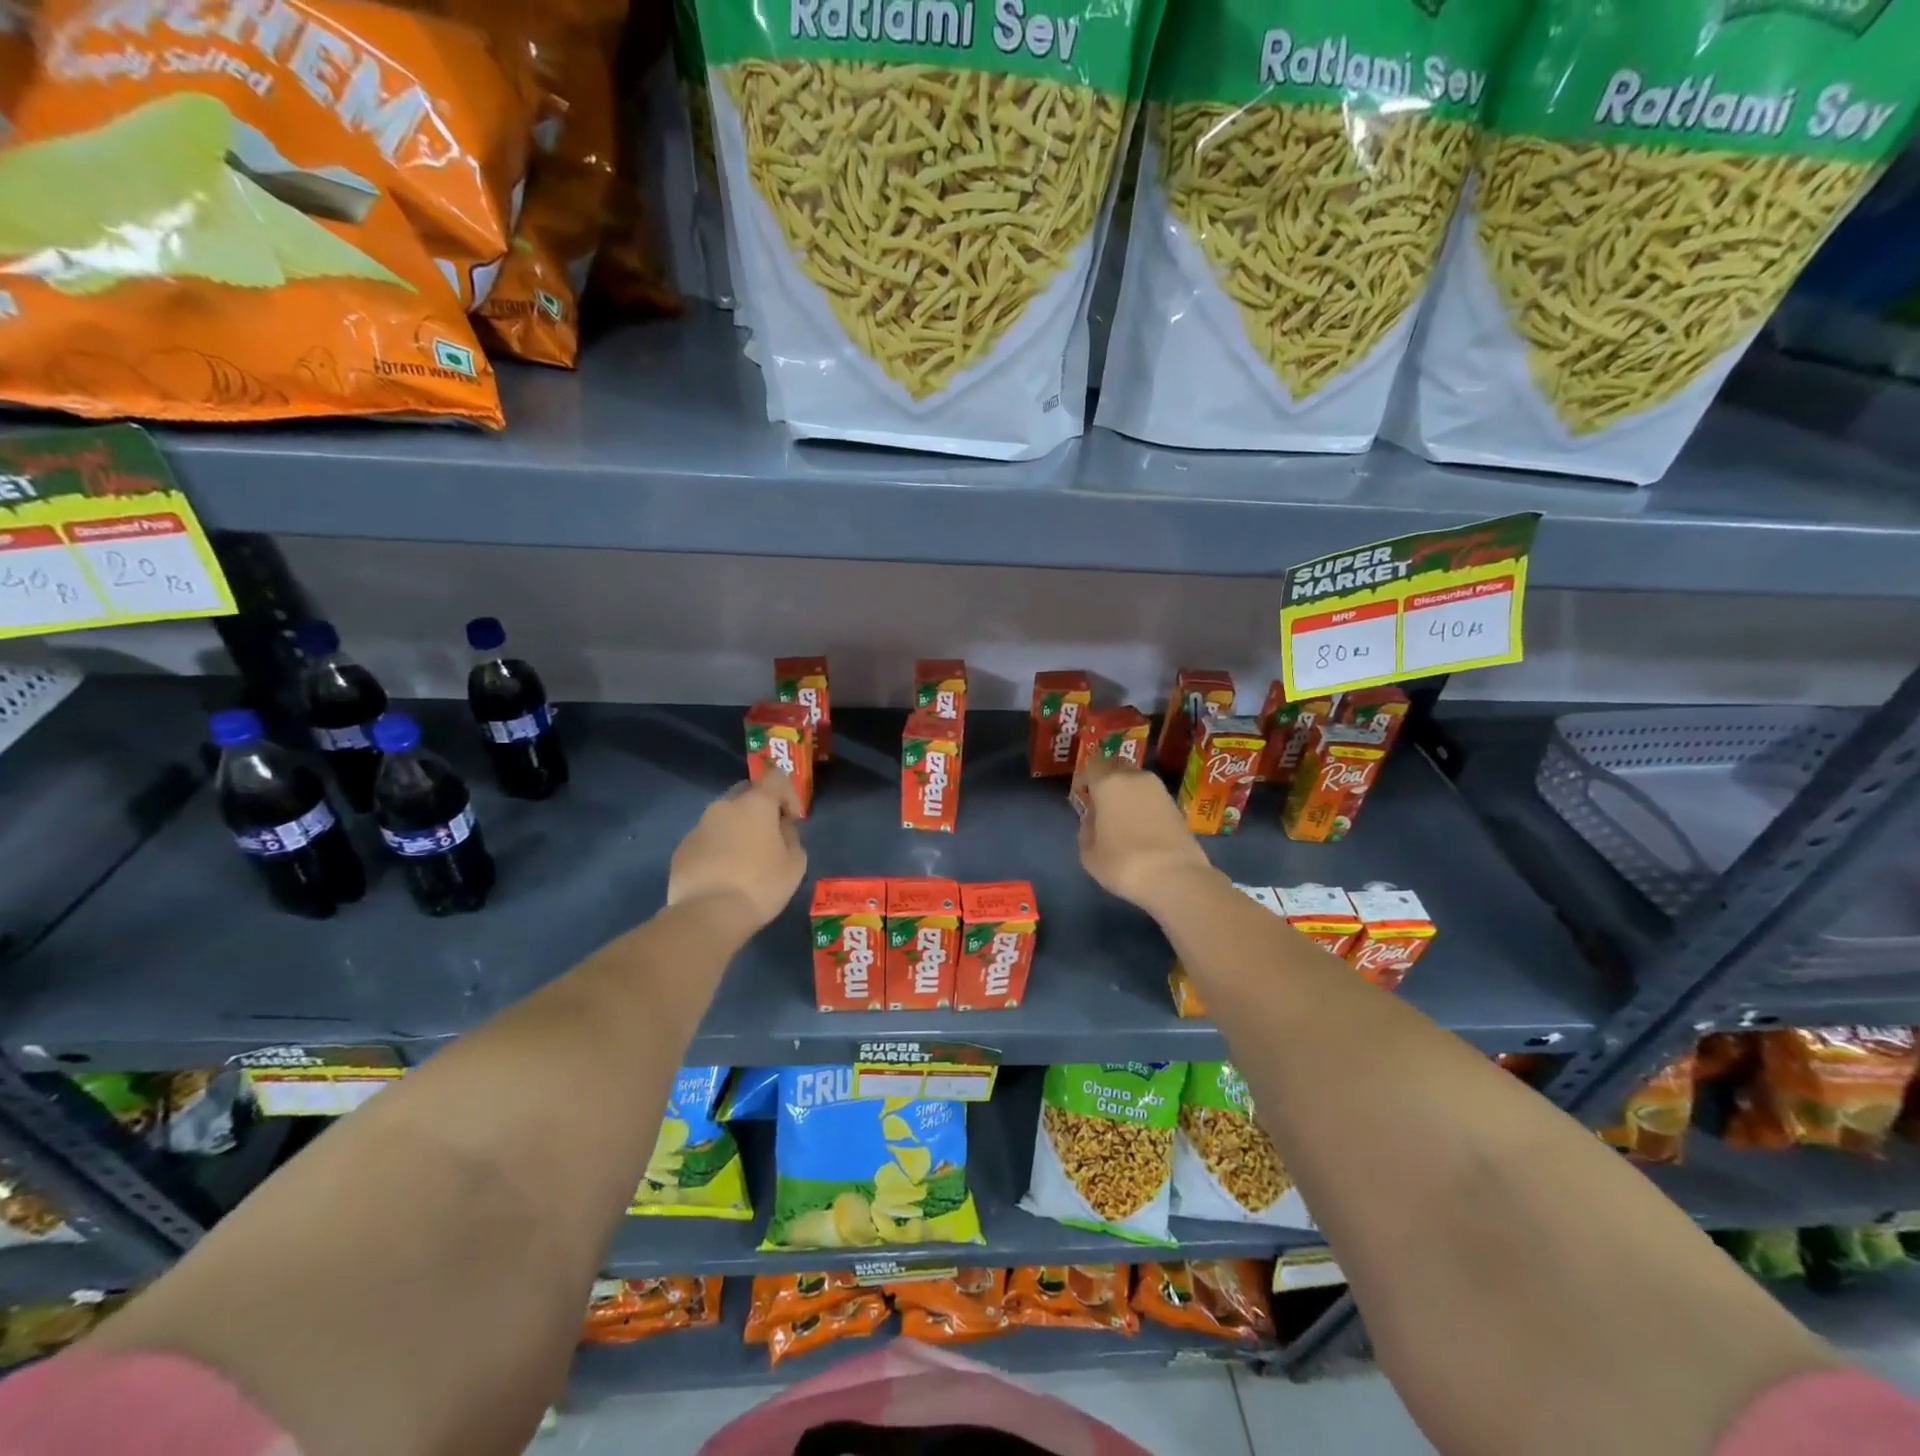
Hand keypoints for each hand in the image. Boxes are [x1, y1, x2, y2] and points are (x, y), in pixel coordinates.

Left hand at [668, 774, 806, 931]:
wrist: (708, 915)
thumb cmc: (760, 885)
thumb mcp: (795, 864)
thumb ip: (791, 837)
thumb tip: (780, 829)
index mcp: (755, 804)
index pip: (775, 778)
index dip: (789, 794)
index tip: (793, 820)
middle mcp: (724, 806)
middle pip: (745, 793)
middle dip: (759, 808)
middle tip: (769, 836)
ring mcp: (698, 827)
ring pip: (723, 818)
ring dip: (736, 829)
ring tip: (744, 860)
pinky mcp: (682, 849)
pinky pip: (706, 840)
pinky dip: (717, 849)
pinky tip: (723, 875)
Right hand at [1073, 757, 1219, 916]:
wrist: (1175, 877)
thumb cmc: (1123, 863)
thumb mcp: (1089, 853)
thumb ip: (1086, 830)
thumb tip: (1094, 820)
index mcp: (1108, 783)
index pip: (1092, 764)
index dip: (1085, 777)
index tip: (1082, 795)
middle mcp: (1135, 777)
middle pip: (1116, 767)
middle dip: (1107, 781)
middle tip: (1101, 804)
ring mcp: (1159, 789)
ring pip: (1136, 781)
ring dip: (1127, 792)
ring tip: (1122, 817)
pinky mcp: (1176, 804)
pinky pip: (1151, 796)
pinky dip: (1143, 804)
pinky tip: (1140, 826)